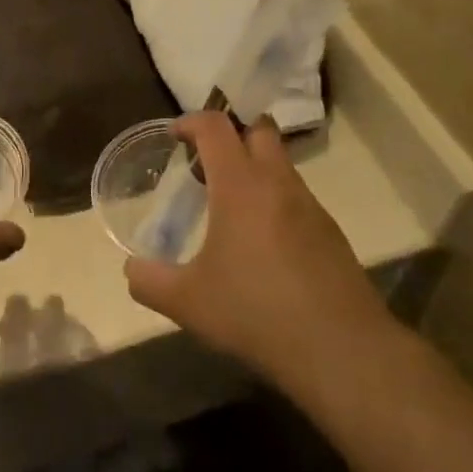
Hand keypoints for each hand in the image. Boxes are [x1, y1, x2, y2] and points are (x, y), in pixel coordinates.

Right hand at [125, 113, 387, 383]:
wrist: (340, 350)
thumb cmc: (255, 312)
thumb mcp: (187, 302)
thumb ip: (150, 281)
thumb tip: (131, 270)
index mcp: (241, 185)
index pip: (216, 127)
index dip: (191, 121)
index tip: (175, 135)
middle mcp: (278, 183)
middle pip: (259, 130)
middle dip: (232, 134)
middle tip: (205, 163)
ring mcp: (310, 206)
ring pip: (281, 164)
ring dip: (255, 169)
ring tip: (229, 207)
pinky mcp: (331, 233)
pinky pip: (297, 198)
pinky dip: (274, 201)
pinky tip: (262, 244)